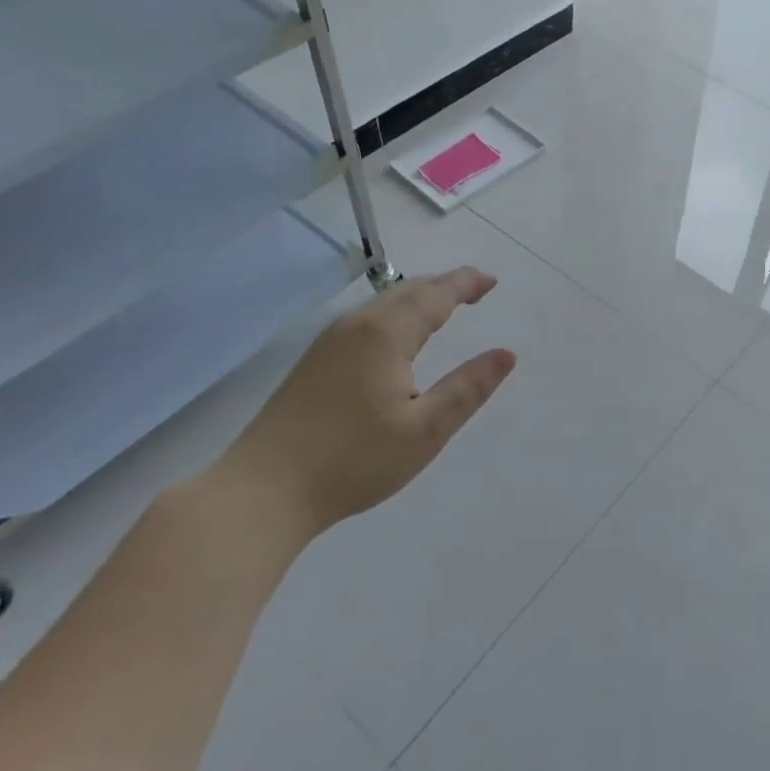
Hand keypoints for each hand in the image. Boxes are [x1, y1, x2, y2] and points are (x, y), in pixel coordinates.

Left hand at [219, 267, 516, 536]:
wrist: (263, 490)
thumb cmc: (352, 461)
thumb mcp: (425, 431)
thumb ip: (468, 388)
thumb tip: (506, 354)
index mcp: (385, 334)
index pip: (434, 294)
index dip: (465, 283)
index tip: (491, 280)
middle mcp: (355, 325)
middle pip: (407, 291)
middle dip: (444, 286)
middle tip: (475, 290)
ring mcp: (328, 342)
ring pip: (383, 305)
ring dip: (418, 299)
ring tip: (445, 307)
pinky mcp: (314, 362)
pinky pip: (366, 320)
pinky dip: (396, 315)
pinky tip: (398, 337)